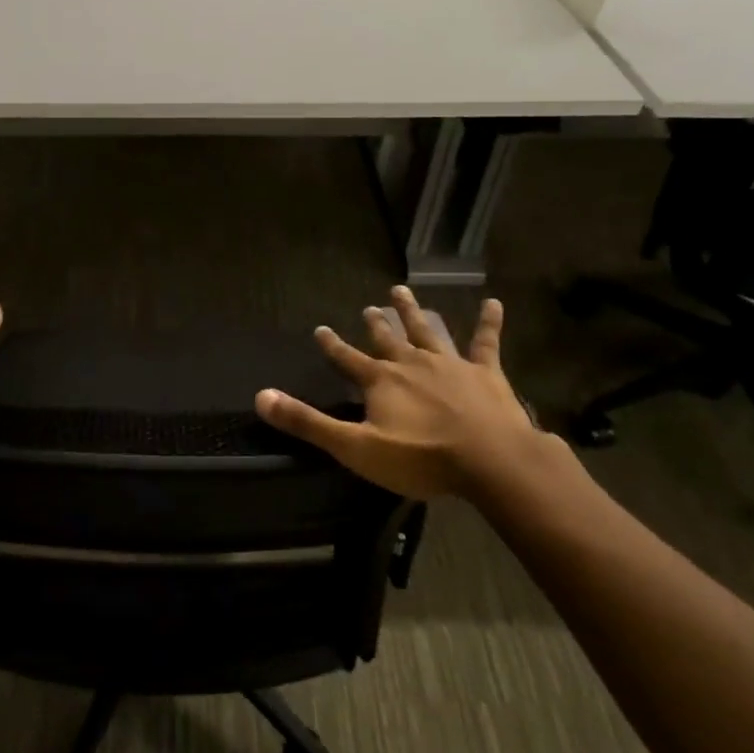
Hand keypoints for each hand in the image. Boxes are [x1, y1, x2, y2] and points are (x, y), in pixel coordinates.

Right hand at [256, 287, 539, 499]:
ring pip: (427, 331)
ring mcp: (450, 364)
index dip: (332, 345)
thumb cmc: (420, 457)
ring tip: (402, 291)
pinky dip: (488, 322)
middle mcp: (411, 363)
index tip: (320, 329)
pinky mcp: (486, 373)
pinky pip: (486, 342)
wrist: (490, 460)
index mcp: (380, 381)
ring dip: (414, 312)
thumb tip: (261, 397)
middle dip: (376, 324)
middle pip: (388, 339)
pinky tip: (493, 303)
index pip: (347, 358)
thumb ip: (307, 422)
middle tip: (369, 307)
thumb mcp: (354, 447)